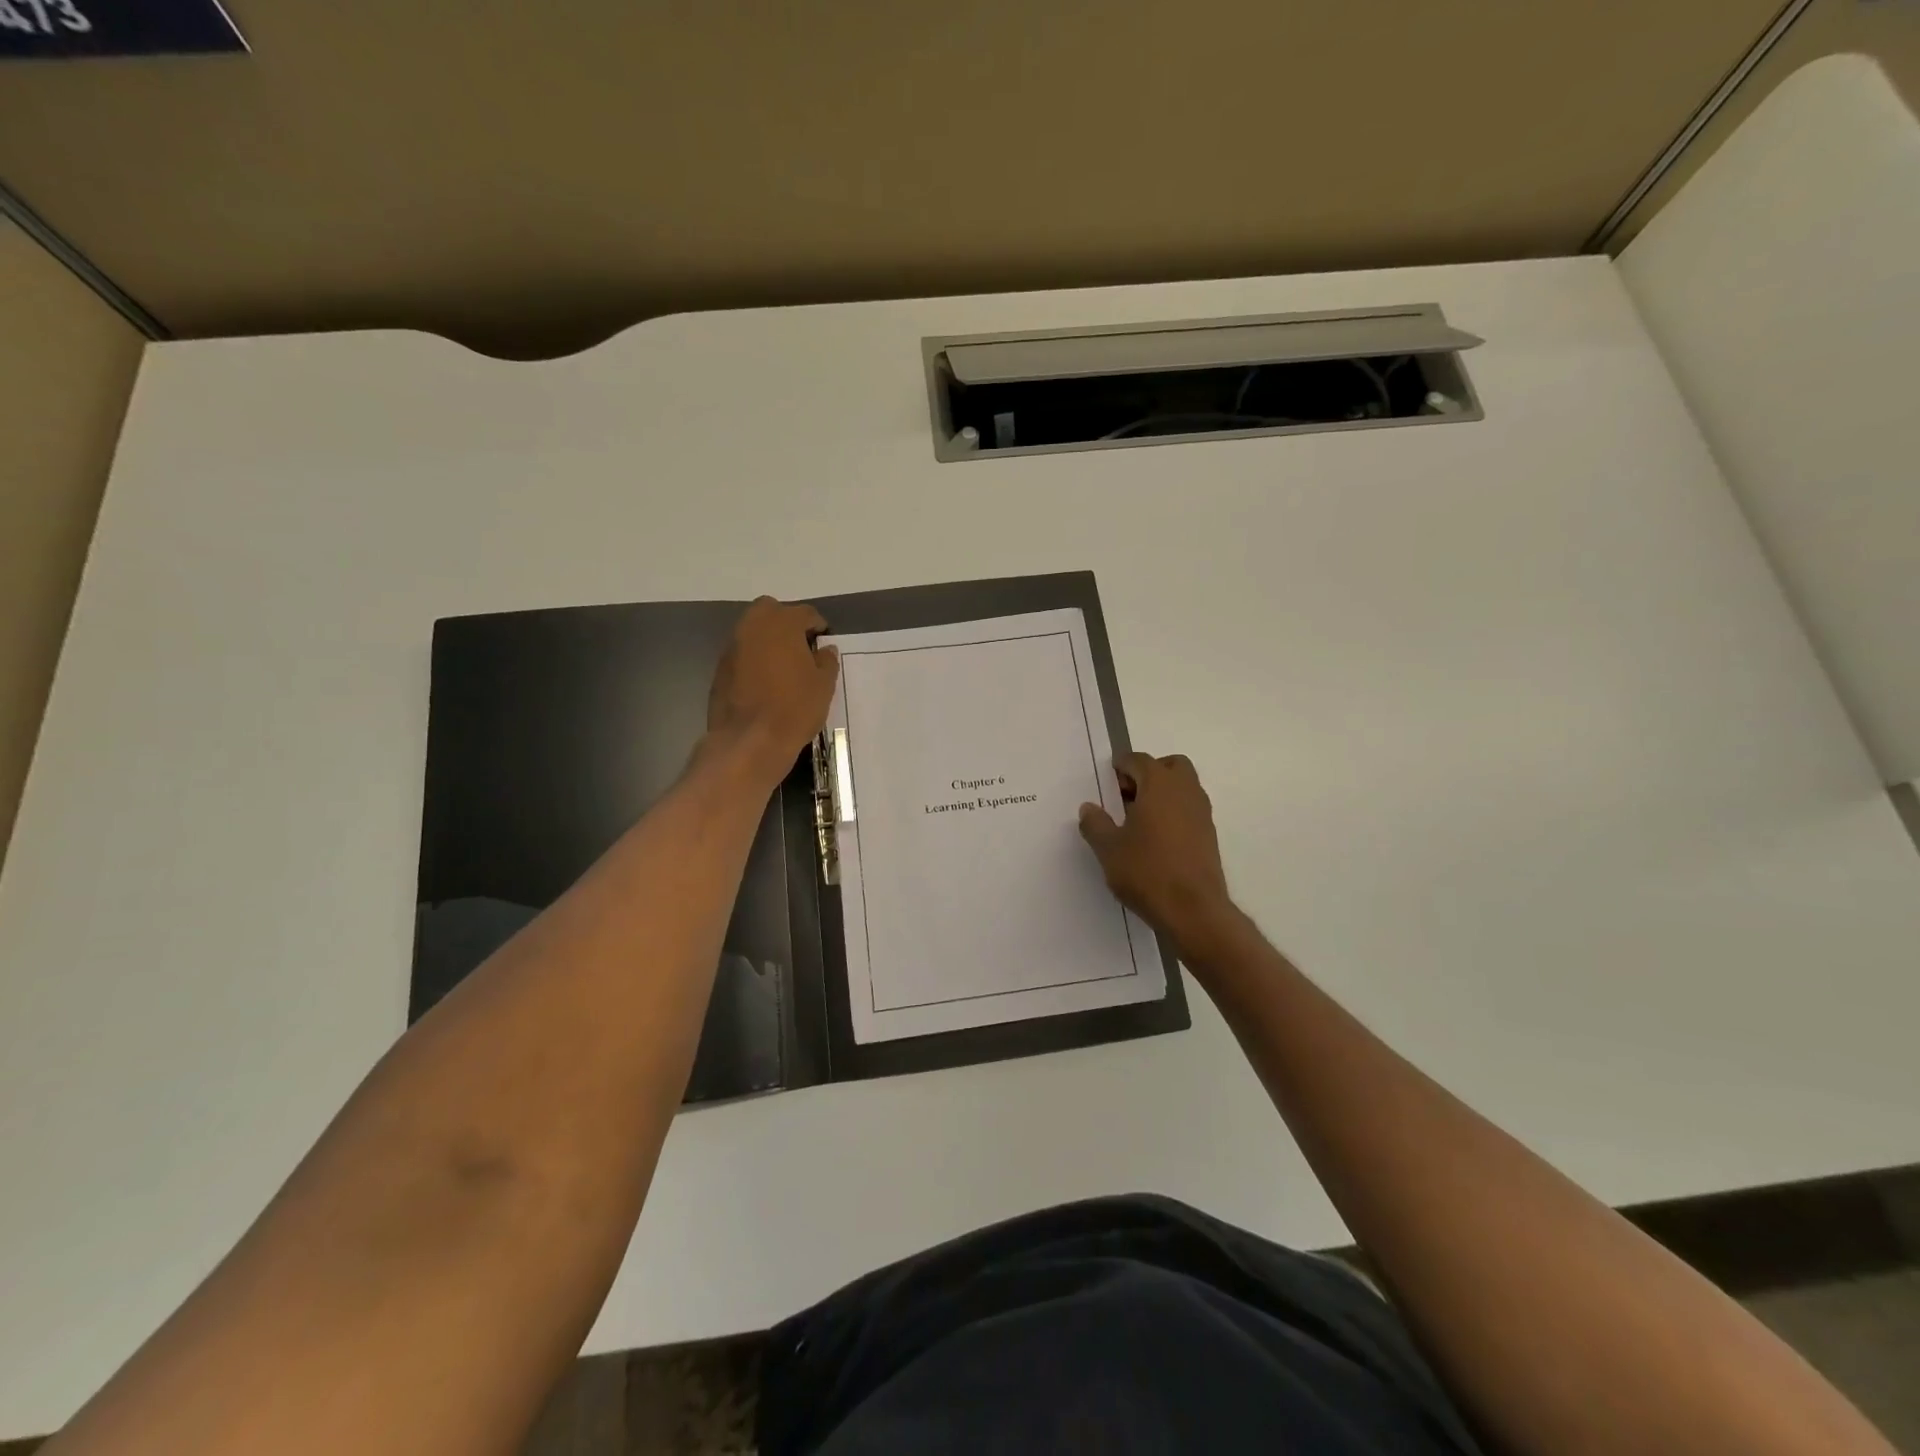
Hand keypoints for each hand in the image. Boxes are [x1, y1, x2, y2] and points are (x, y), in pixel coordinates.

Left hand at [706, 597, 839, 785]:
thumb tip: (824, 650)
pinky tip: (765, 683)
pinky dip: (754, 659)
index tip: (824, 644)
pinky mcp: (720, 668)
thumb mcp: (824, 685)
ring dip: (768, 641)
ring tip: (784, 667)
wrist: (749, 741)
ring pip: (753, 631)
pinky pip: (742, 654)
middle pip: (771, 611)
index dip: (818, 627)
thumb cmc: (794, 708)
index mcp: (781, 623)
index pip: (805, 613)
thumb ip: (827, 661)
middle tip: (801, 648)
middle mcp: (752, 626)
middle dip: (787, 623)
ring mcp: (732, 647)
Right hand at [1079, 752, 1235, 950]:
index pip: (1139, 760)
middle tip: (1126, 795)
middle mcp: (1186, 791)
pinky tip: (1155, 839)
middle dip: (1148, 773)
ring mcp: (1202, 813)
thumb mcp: (1108, 848)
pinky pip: (1189, 809)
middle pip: (1170, 766)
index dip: (1121, 767)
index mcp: (1159, 784)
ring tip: (1138, 820)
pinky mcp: (1209, 835)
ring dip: (1162, 793)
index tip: (1107, 782)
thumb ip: (1095, 824)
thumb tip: (1089, 808)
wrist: (1193, 910)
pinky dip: (1173, 812)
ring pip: (1183, 787)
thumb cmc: (1146, 871)